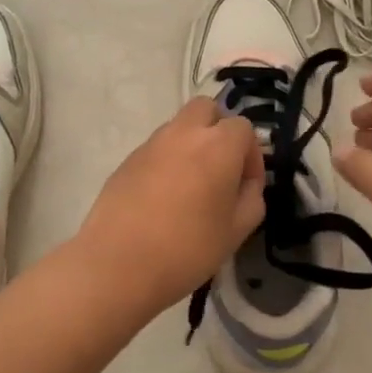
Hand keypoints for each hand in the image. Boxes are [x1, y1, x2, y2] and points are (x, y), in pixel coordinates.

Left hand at [74, 98, 265, 317]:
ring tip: (191, 186)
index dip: (251, 155)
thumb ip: (252, 197)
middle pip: (207, 109)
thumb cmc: (188, 248)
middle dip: (218, 130)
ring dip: (191, 144)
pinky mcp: (127, 160)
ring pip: (179, 126)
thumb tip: (246, 183)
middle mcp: (183, 133)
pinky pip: (156, 149)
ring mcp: (151, 144)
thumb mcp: (237, 230)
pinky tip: (163, 198)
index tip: (246, 185)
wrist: (119, 263)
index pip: (243, 128)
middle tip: (220, 169)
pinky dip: (166, 161)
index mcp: (217, 145)